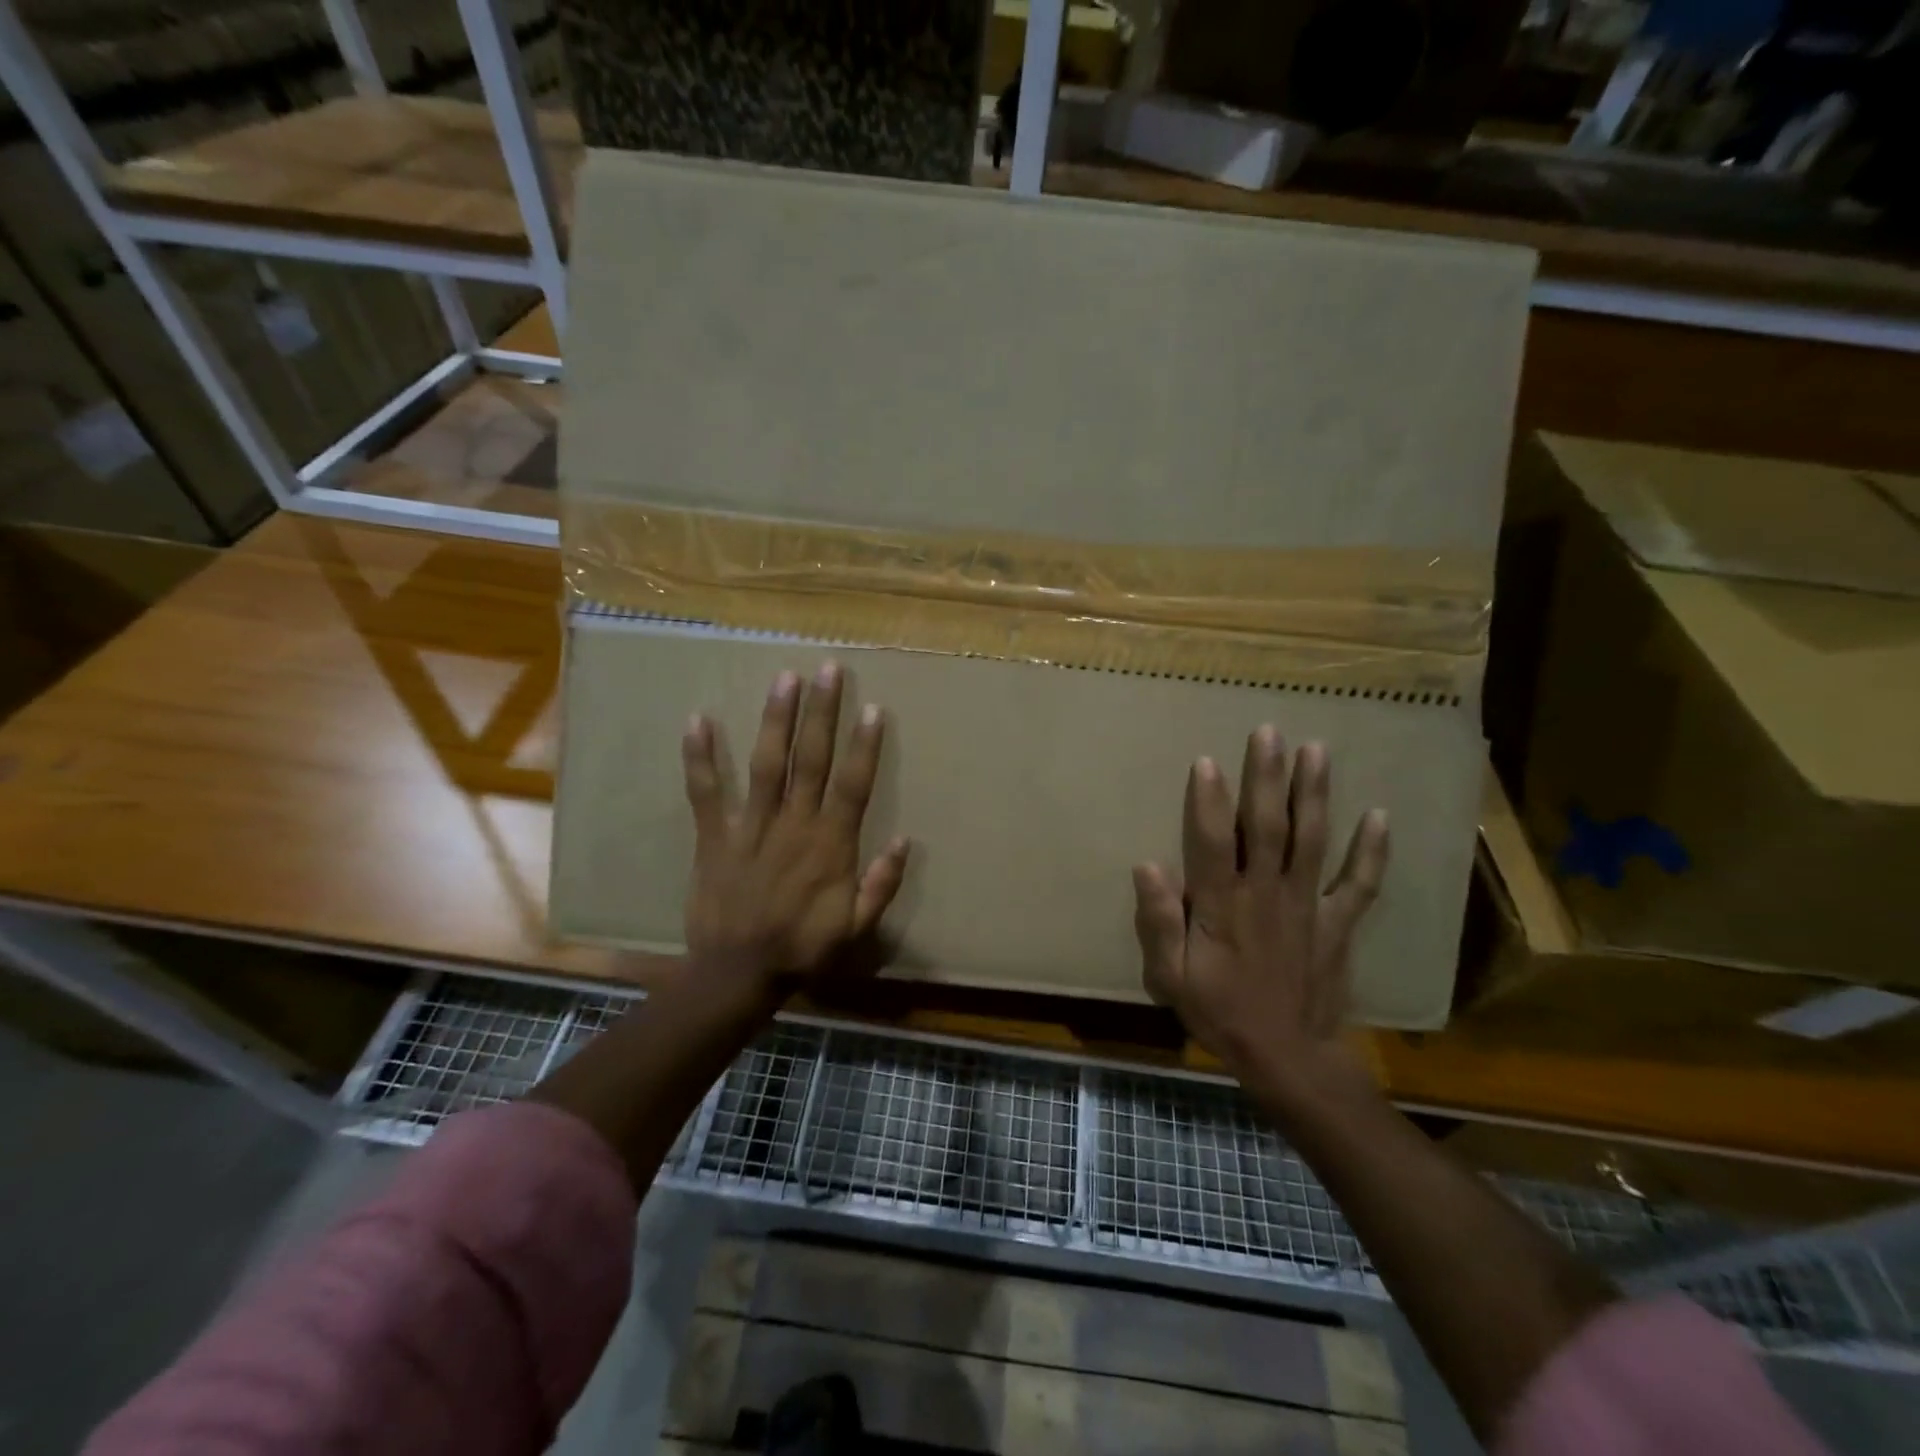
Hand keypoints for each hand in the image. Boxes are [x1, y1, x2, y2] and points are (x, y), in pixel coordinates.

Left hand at [681, 663, 910, 1000]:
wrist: (738, 974)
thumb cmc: (802, 948)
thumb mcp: (857, 928)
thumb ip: (882, 884)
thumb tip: (904, 840)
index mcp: (831, 845)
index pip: (853, 785)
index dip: (863, 746)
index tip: (872, 707)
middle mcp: (794, 825)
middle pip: (811, 760)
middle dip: (822, 713)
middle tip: (828, 669)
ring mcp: (751, 828)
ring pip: (767, 765)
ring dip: (776, 721)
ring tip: (784, 679)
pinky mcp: (714, 837)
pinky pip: (706, 793)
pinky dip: (701, 758)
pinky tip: (698, 720)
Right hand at [1132, 728, 1388, 1094]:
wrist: (1288, 1059)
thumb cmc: (1220, 1013)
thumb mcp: (1170, 977)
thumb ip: (1158, 922)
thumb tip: (1147, 866)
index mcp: (1222, 906)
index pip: (1213, 842)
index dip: (1208, 801)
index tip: (1207, 761)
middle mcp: (1267, 894)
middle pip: (1267, 827)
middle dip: (1267, 777)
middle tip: (1270, 732)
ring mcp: (1308, 906)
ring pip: (1311, 841)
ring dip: (1314, 794)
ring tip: (1317, 750)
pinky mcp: (1338, 924)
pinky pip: (1359, 884)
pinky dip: (1371, 851)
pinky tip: (1379, 816)